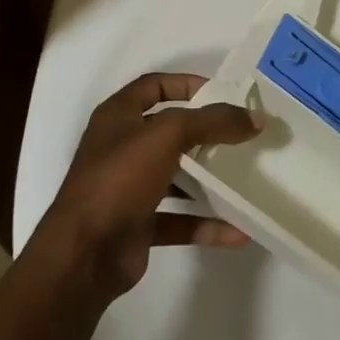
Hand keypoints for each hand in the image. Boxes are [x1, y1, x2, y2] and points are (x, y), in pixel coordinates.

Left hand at [34, 73, 260, 302]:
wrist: (83, 254)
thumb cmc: (120, 178)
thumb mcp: (168, 135)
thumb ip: (212, 121)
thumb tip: (256, 118)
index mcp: (118, 117)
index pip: (154, 86)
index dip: (186, 84)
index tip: (222, 93)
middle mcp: (121, 148)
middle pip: (170, 132)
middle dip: (205, 132)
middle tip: (241, 134)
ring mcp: (128, 189)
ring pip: (176, 176)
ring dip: (208, 179)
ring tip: (245, 176)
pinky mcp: (138, 225)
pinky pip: (179, 220)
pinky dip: (206, 224)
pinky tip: (238, 230)